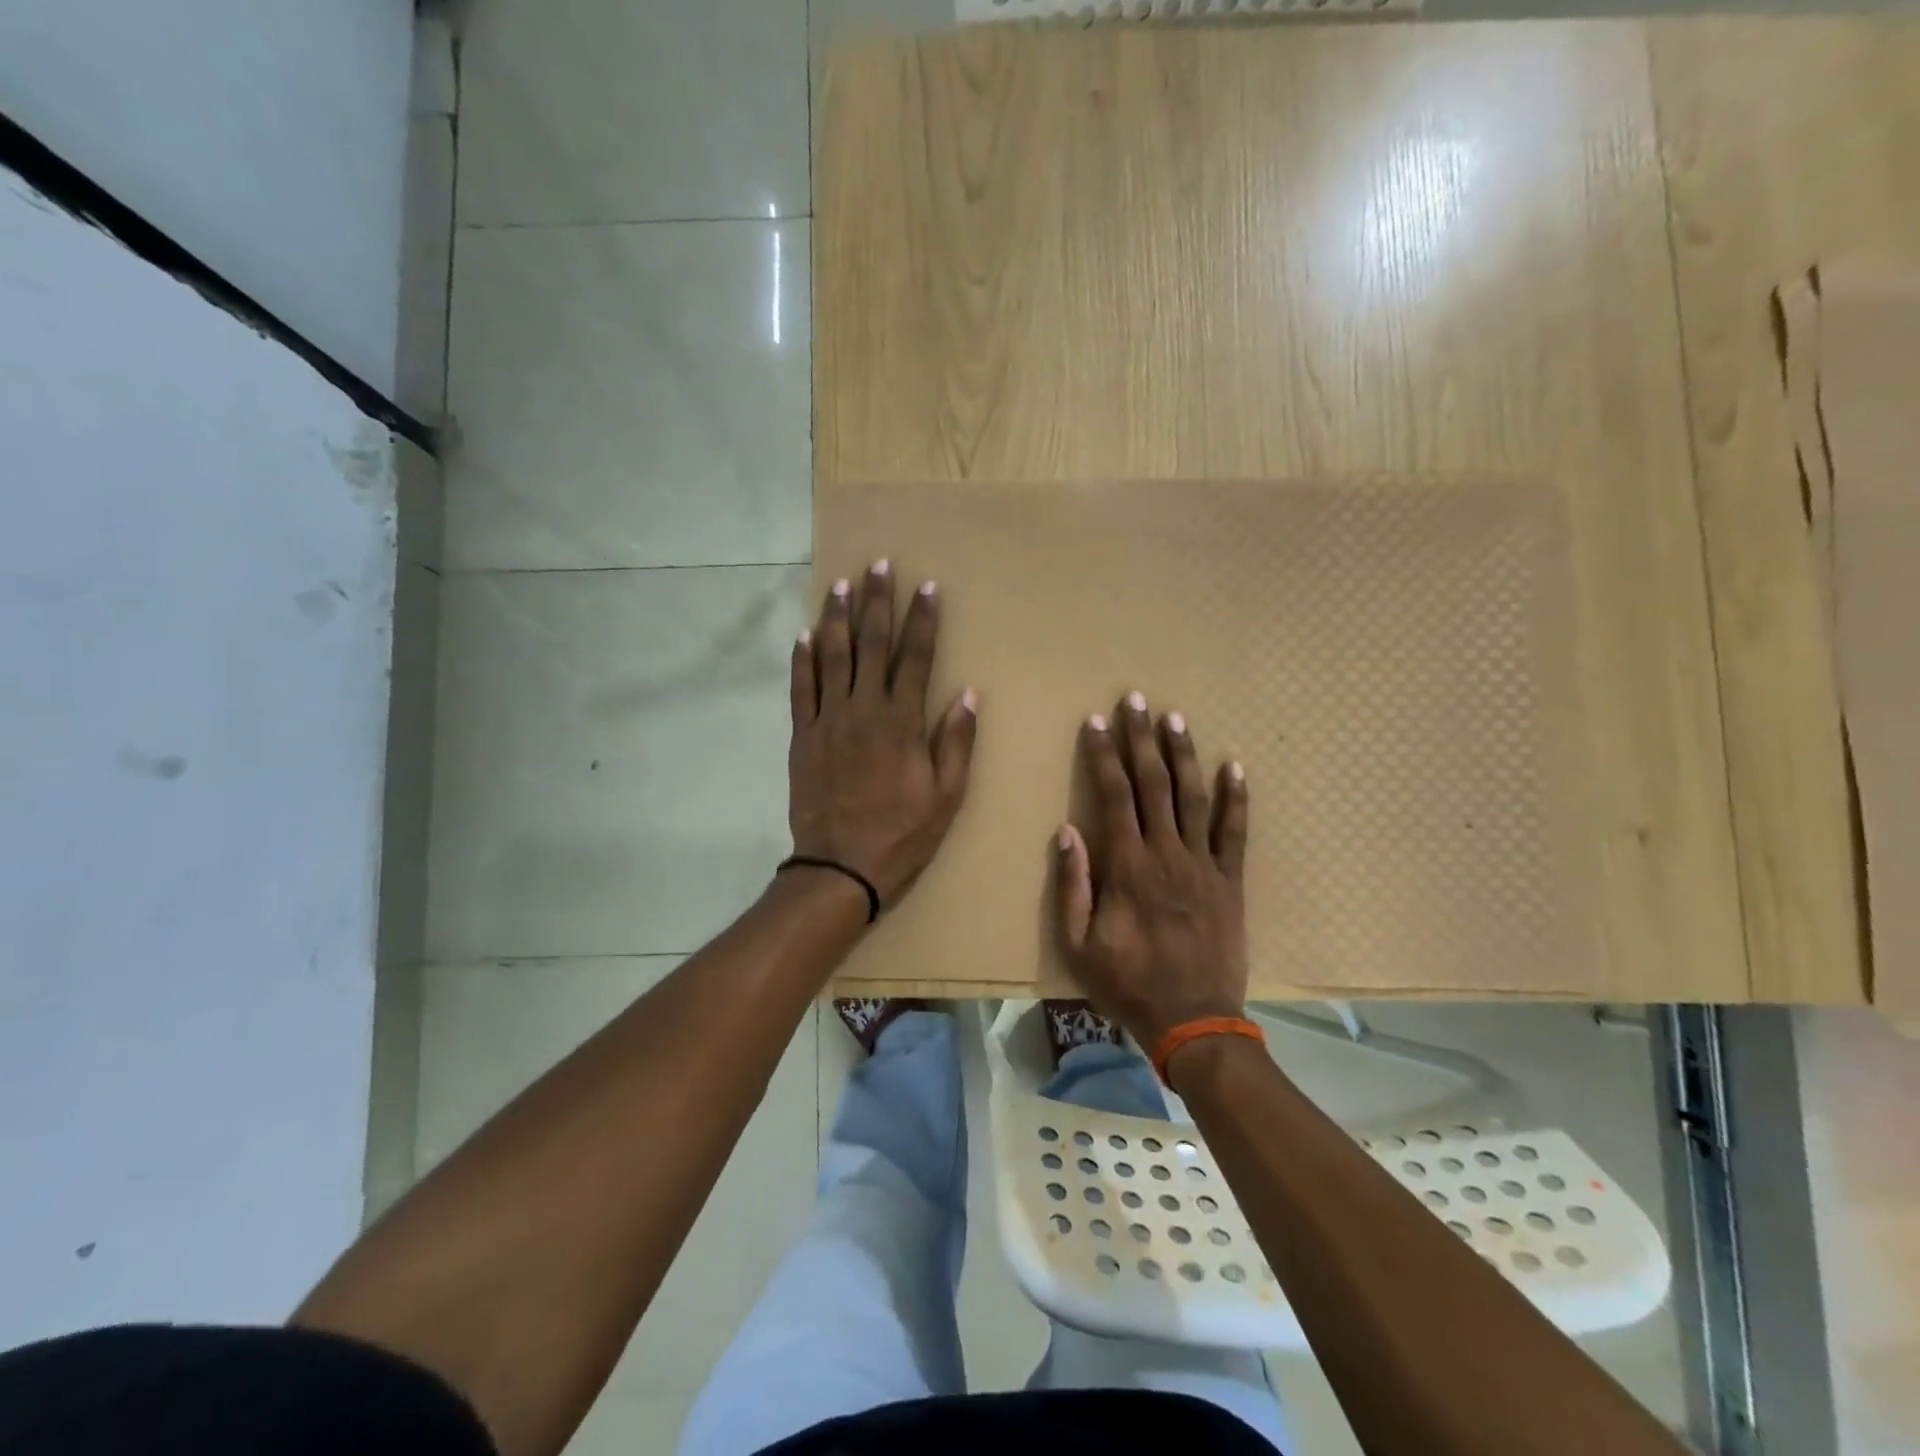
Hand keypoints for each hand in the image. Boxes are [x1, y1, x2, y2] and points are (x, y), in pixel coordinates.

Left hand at [789, 560, 978, 906]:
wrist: (840, 867)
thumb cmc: (901, 834)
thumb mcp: (946, 796)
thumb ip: (955, 742)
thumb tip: (968, 694)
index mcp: (902, 722)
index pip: (916, 657)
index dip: (922, 620)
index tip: (926, 587)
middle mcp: (863, 710)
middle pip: (871, 644)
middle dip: (878, 603)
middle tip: (880, 565)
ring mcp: (828, 720)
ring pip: (832, 657)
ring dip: (838, 618)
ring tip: (841, 585)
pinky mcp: (802, 736)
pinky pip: (800, 689)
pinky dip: (802, 660)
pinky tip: (805, 635)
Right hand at [1054, 692, 1249, 1050]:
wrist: (1193, 1020)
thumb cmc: (1127, 983)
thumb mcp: (1078, 943)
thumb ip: (1073, 885)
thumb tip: (1069, 830)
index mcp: (1127, 866)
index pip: (1114, 795)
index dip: (1104, 755)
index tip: (1097, 721)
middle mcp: (1167, 853)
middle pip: (1154, 784)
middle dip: (1142, 739)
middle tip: (1137, 700)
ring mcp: (1204, 865)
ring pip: (1194, 798)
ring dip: (1184, 755)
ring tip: (1176, 719)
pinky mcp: (1231, 881)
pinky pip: (1236, 833)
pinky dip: (1237, 798)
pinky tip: (1234, 766)